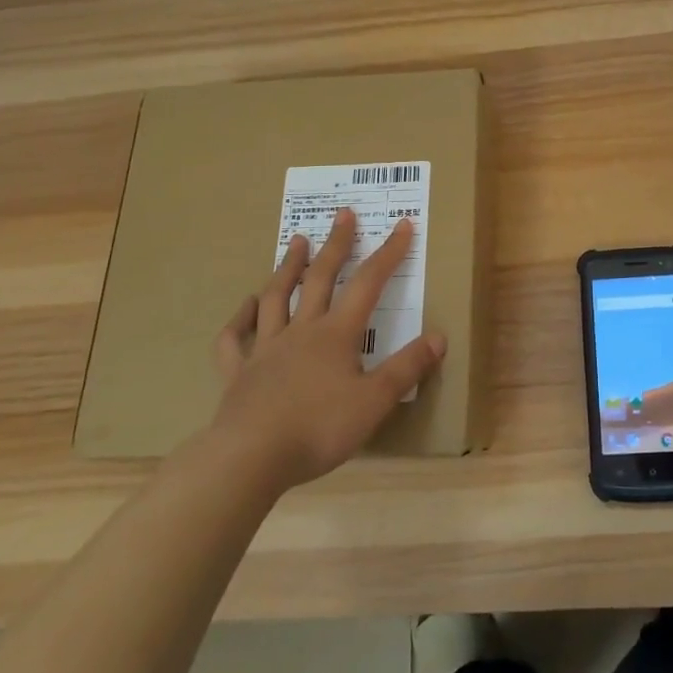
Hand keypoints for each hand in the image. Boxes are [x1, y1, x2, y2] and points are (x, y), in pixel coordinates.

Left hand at [209, 207, 444, 490]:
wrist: (249, 458)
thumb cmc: (318, 428)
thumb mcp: (375, 401)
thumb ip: (407, 368)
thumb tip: (438, 336)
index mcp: (336, 334)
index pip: (369, 284)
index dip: (388, 253)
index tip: (402, 225)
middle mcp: (301, 331)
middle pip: (321, 278)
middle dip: (336, 245)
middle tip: (343, 214)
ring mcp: (265, 349)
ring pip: (276, 298)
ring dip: (288, 267)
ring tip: (298, 241)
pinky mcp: (237, 373)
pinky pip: (234, 339)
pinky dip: (239, 319)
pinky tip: (245, 307)